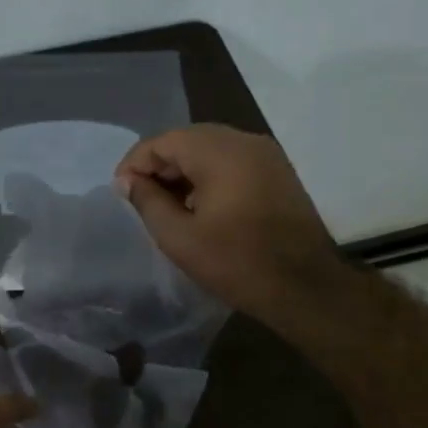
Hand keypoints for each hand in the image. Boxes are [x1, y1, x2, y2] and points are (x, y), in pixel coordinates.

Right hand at [114, 124, 342, 319]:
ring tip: (166, 204)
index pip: (164, 141)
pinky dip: (208, 175)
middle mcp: (245, 141)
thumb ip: (147, 202)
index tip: (121, 193)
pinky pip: (232, 161)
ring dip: (184, 171)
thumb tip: (127, 181)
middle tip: (140, 198)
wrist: (305, 287)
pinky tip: (198, 205)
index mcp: (220, 152)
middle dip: (159, 165)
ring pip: (211, 148)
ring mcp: (266, 155)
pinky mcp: (278, 172)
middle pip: (188, 139)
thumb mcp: (179, 237)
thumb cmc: (236, 263)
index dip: (136, 163)